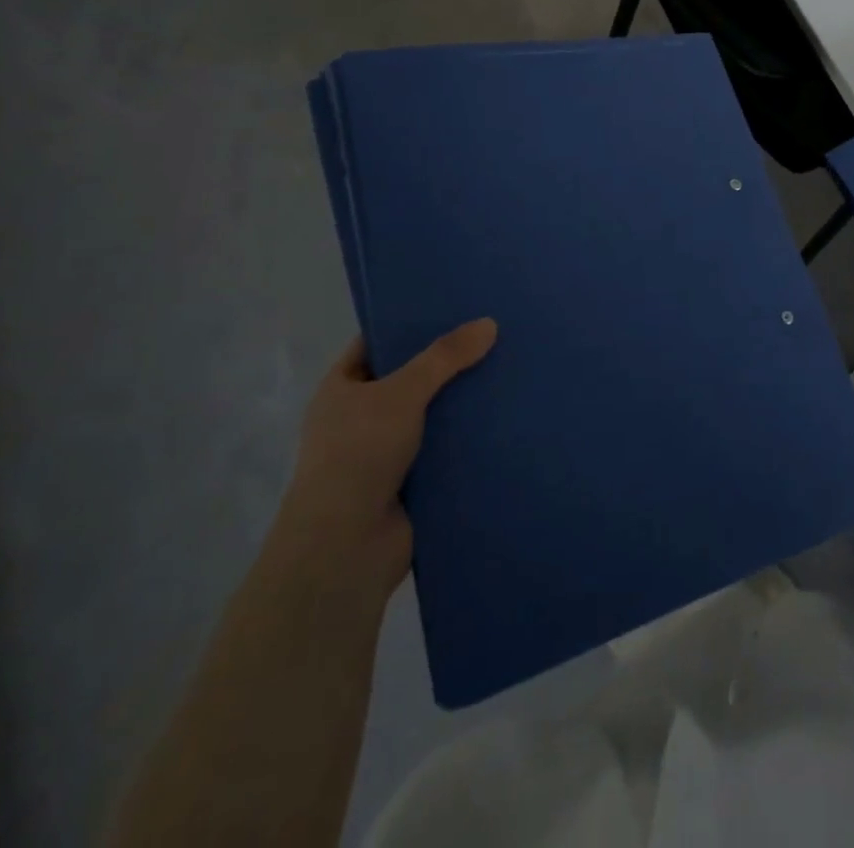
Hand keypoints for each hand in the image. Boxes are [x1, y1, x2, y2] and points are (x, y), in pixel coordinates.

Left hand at [274, 320, 497, 600]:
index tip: (454, 306)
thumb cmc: (358, 455)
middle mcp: (362, 417)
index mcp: (343, 389)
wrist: (346, 548)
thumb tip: (489, 323)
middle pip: (412, 377)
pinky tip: (507, 416)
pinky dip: (470, 436)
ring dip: (464, 401)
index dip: (410, 324)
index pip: (378, 343)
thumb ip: (445, 357)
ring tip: (510, 369)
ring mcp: (387, 451)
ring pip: (433, 413)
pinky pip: (447, 447)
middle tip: (494, 334)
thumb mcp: (401, 393)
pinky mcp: (413, 480)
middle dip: (449, 362)